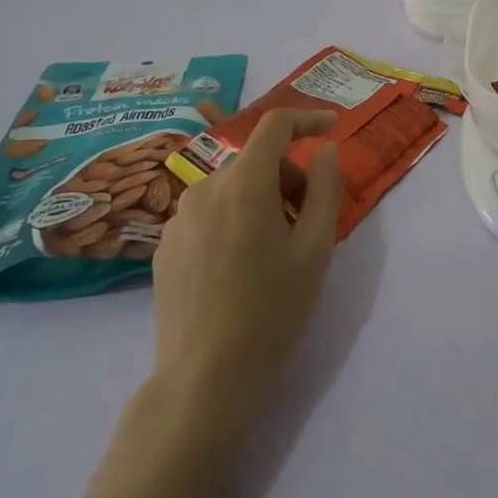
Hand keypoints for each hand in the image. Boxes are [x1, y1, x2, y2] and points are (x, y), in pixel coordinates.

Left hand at [150, 109, 342, 417]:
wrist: (205, 379)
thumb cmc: (272, 310)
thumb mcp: (315, 248)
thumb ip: (325, 188)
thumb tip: (325, 150)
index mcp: (244, 183)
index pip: (275, 125)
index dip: (308, 119)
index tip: (333, 128)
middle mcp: (204, 188)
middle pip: (256, 161)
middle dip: (288, 178)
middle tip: (308, 222)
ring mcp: (178, 218)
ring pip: (231, 187)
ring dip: (260, 200)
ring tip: (275, 250)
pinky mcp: (164, 246)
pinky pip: (208, 214)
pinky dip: (233, 221)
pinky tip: (240, 268)